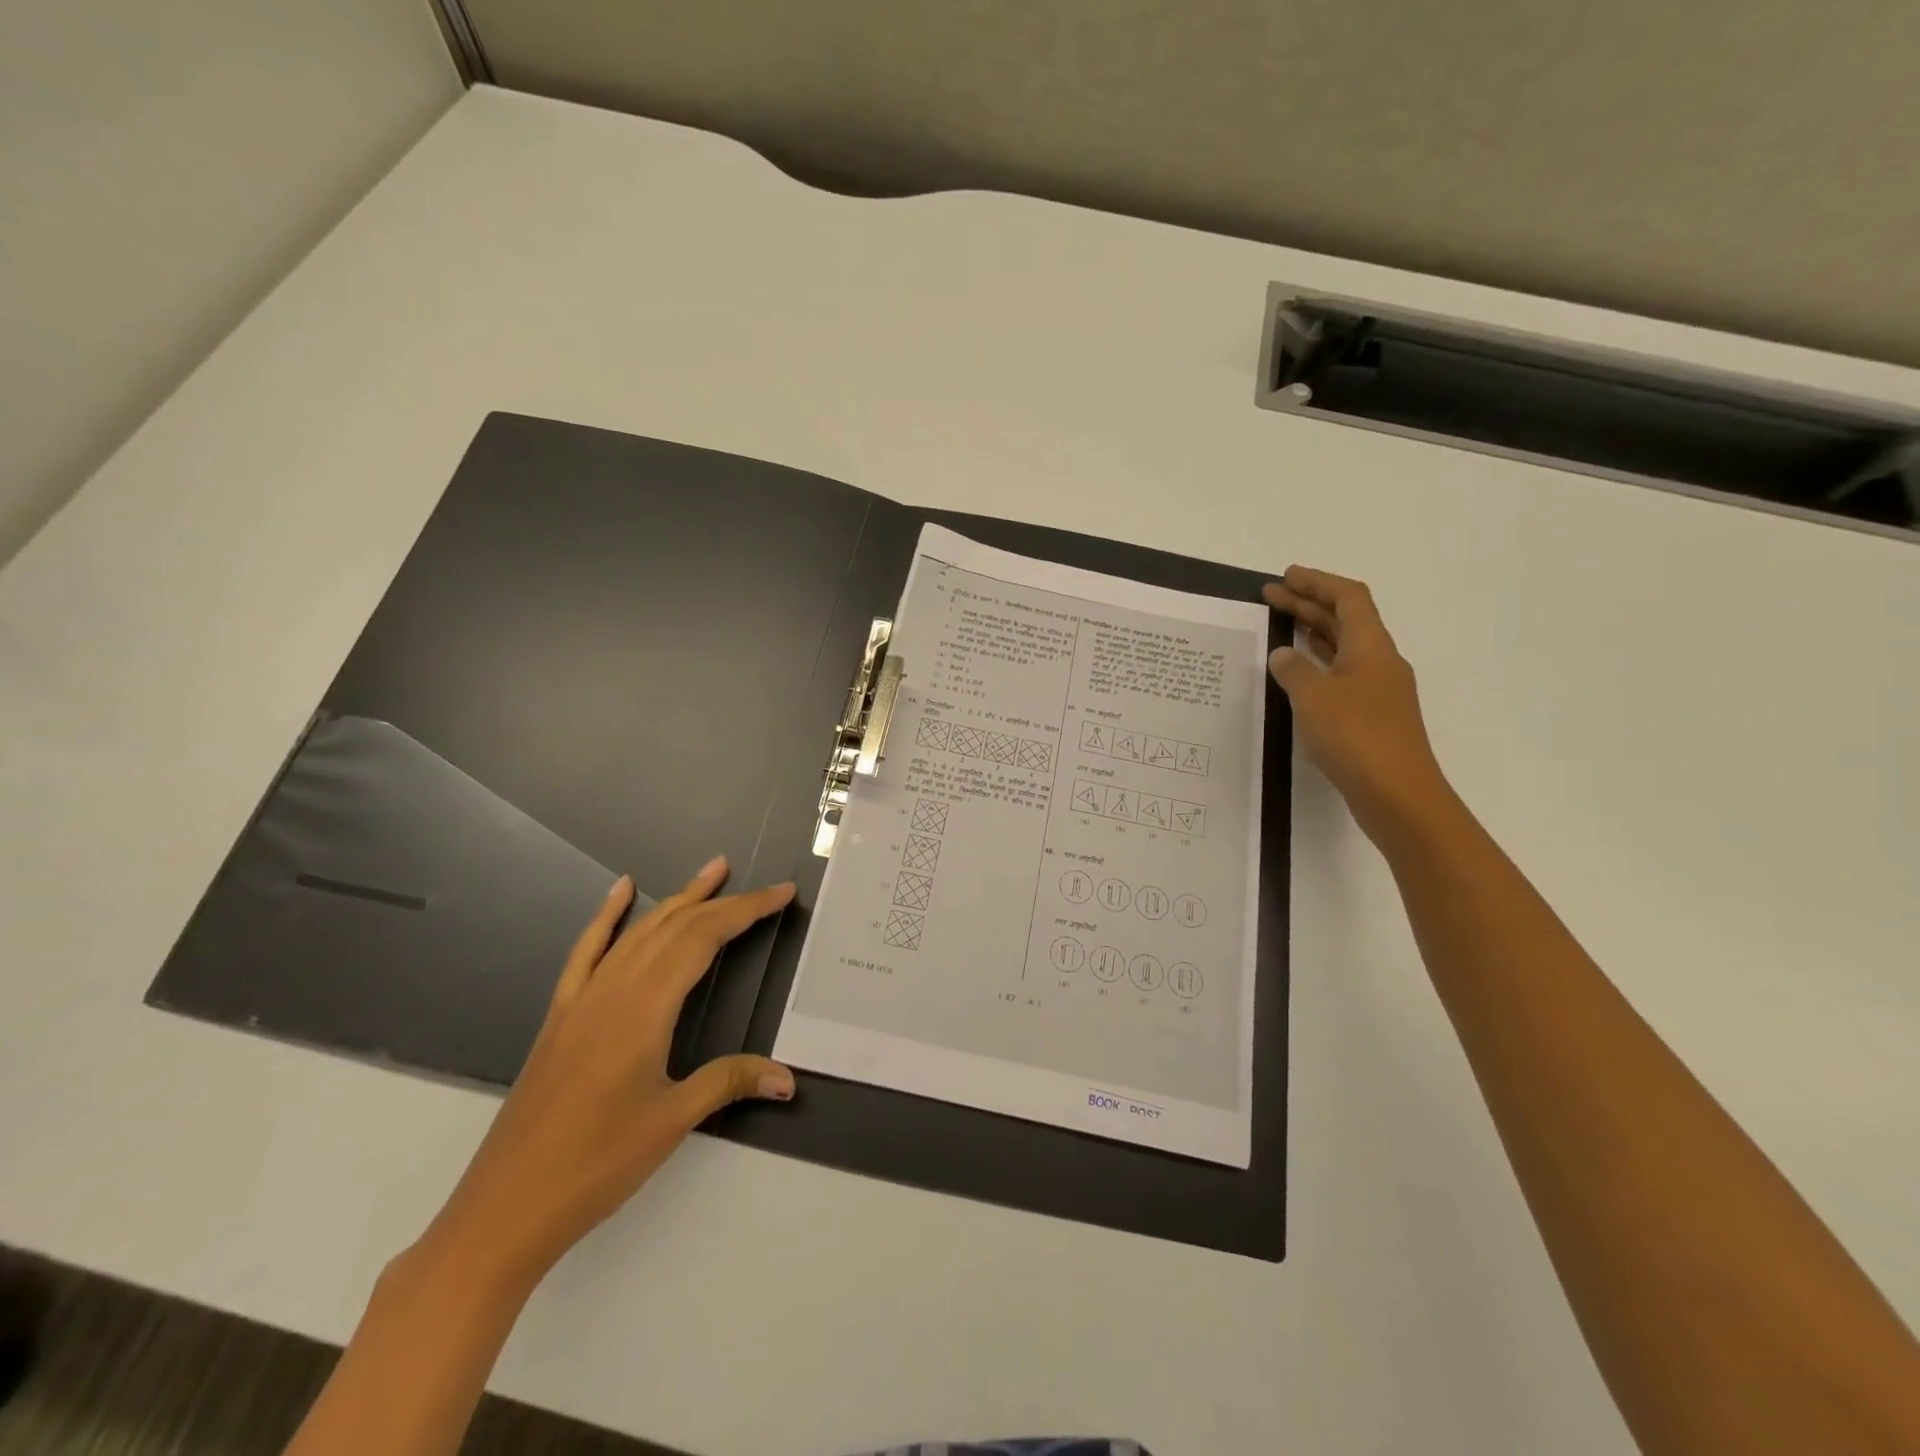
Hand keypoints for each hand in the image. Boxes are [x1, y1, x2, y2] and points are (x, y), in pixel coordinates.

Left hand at [420, 858, 794, 1292]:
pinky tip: (620, 891)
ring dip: (678, 899)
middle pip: (676, 928)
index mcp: (644, 1008)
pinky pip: (587, 951)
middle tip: (763, 886)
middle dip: (723, 902)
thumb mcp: (673, 1121)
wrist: (504, 1209)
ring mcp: (583, 999)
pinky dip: (606, 916)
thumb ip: (730, 1082)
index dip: (746, 911)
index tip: (781, 893)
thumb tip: (788, 1077)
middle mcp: (614, 990)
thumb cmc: (595, 1164)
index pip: (704, 940)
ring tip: (711, 872)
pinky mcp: (562, 1015)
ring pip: (638, 932)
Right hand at [1263, 567, 1450, 841]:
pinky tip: (1299, 674)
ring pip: (1344, 647)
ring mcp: (1379, 690)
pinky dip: (1319, 663)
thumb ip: (1294, 670)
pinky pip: (1343, 674)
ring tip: (1283, 627)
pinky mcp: (1373, 716)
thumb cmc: (1355, 736)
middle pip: (1345, 620)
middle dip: (1308, 604)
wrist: (1397, 794)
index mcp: (1371, 647)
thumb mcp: (1314, 697)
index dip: (1317, 582)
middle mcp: (1379, 661)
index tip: (1286, 576)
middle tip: (1271, 597)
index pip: (1348, 598)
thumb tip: (1284, 654)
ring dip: (1314, 633)